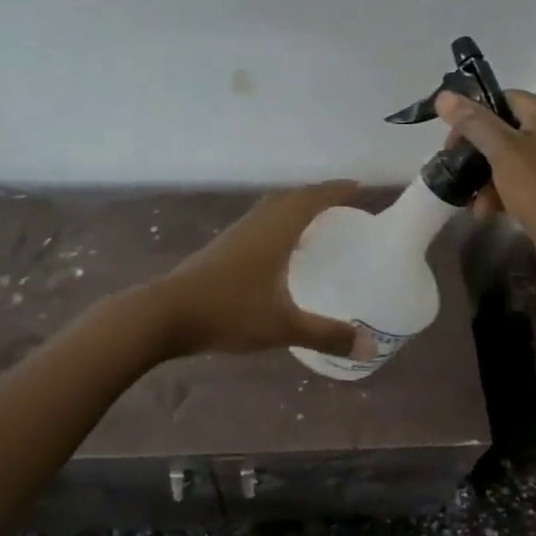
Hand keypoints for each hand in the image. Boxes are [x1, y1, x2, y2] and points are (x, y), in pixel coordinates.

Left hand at [154, 182, 370, 359]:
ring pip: (270, 209)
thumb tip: (368, 347)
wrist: (167, 313)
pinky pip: (258, 223)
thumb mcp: (283, 326)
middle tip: (341, 205)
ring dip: (293, 207)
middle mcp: (257, 224)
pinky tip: (278, 250)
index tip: (358, 187)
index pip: (311, 199)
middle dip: (317, 196)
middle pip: (290, 198)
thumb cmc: (229, 311)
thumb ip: (326, 335)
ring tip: (314, 223)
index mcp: (275, 231)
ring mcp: (235, 234)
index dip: (335, 191)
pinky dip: (276, 224)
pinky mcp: (221, 248)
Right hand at [435, 89, 535, 293]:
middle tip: (456, 170)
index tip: (452, 142)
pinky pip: (520, 180)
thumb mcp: (502, 151)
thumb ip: (472, 122)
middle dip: (476, 153)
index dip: (473, 116)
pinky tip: (486, 210)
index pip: (502, 99)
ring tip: (471, 200)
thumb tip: (444, 96)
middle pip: (503, 129)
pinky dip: (501, 192)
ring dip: (485, 177)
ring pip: (508, 158)